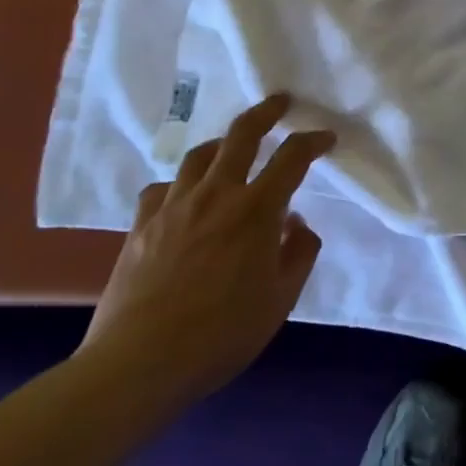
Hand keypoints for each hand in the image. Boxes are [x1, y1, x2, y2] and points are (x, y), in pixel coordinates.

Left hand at [79, 93, 331, 408]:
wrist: (139, 363)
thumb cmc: (222, 334)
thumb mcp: (281, 300)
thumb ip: (298, 254)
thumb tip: (296, 224)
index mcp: (257, 209)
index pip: (293, 157)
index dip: (313, 141)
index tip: (326, 137)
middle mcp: (217, 194)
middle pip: (242, 135)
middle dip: (266, 112)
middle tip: (280, 102)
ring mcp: (174, 206)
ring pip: (200, 155)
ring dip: (222, 143)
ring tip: (232, 146)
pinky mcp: (141, 226)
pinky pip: (162, 188)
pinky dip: (180, 184)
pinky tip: (184, 197)